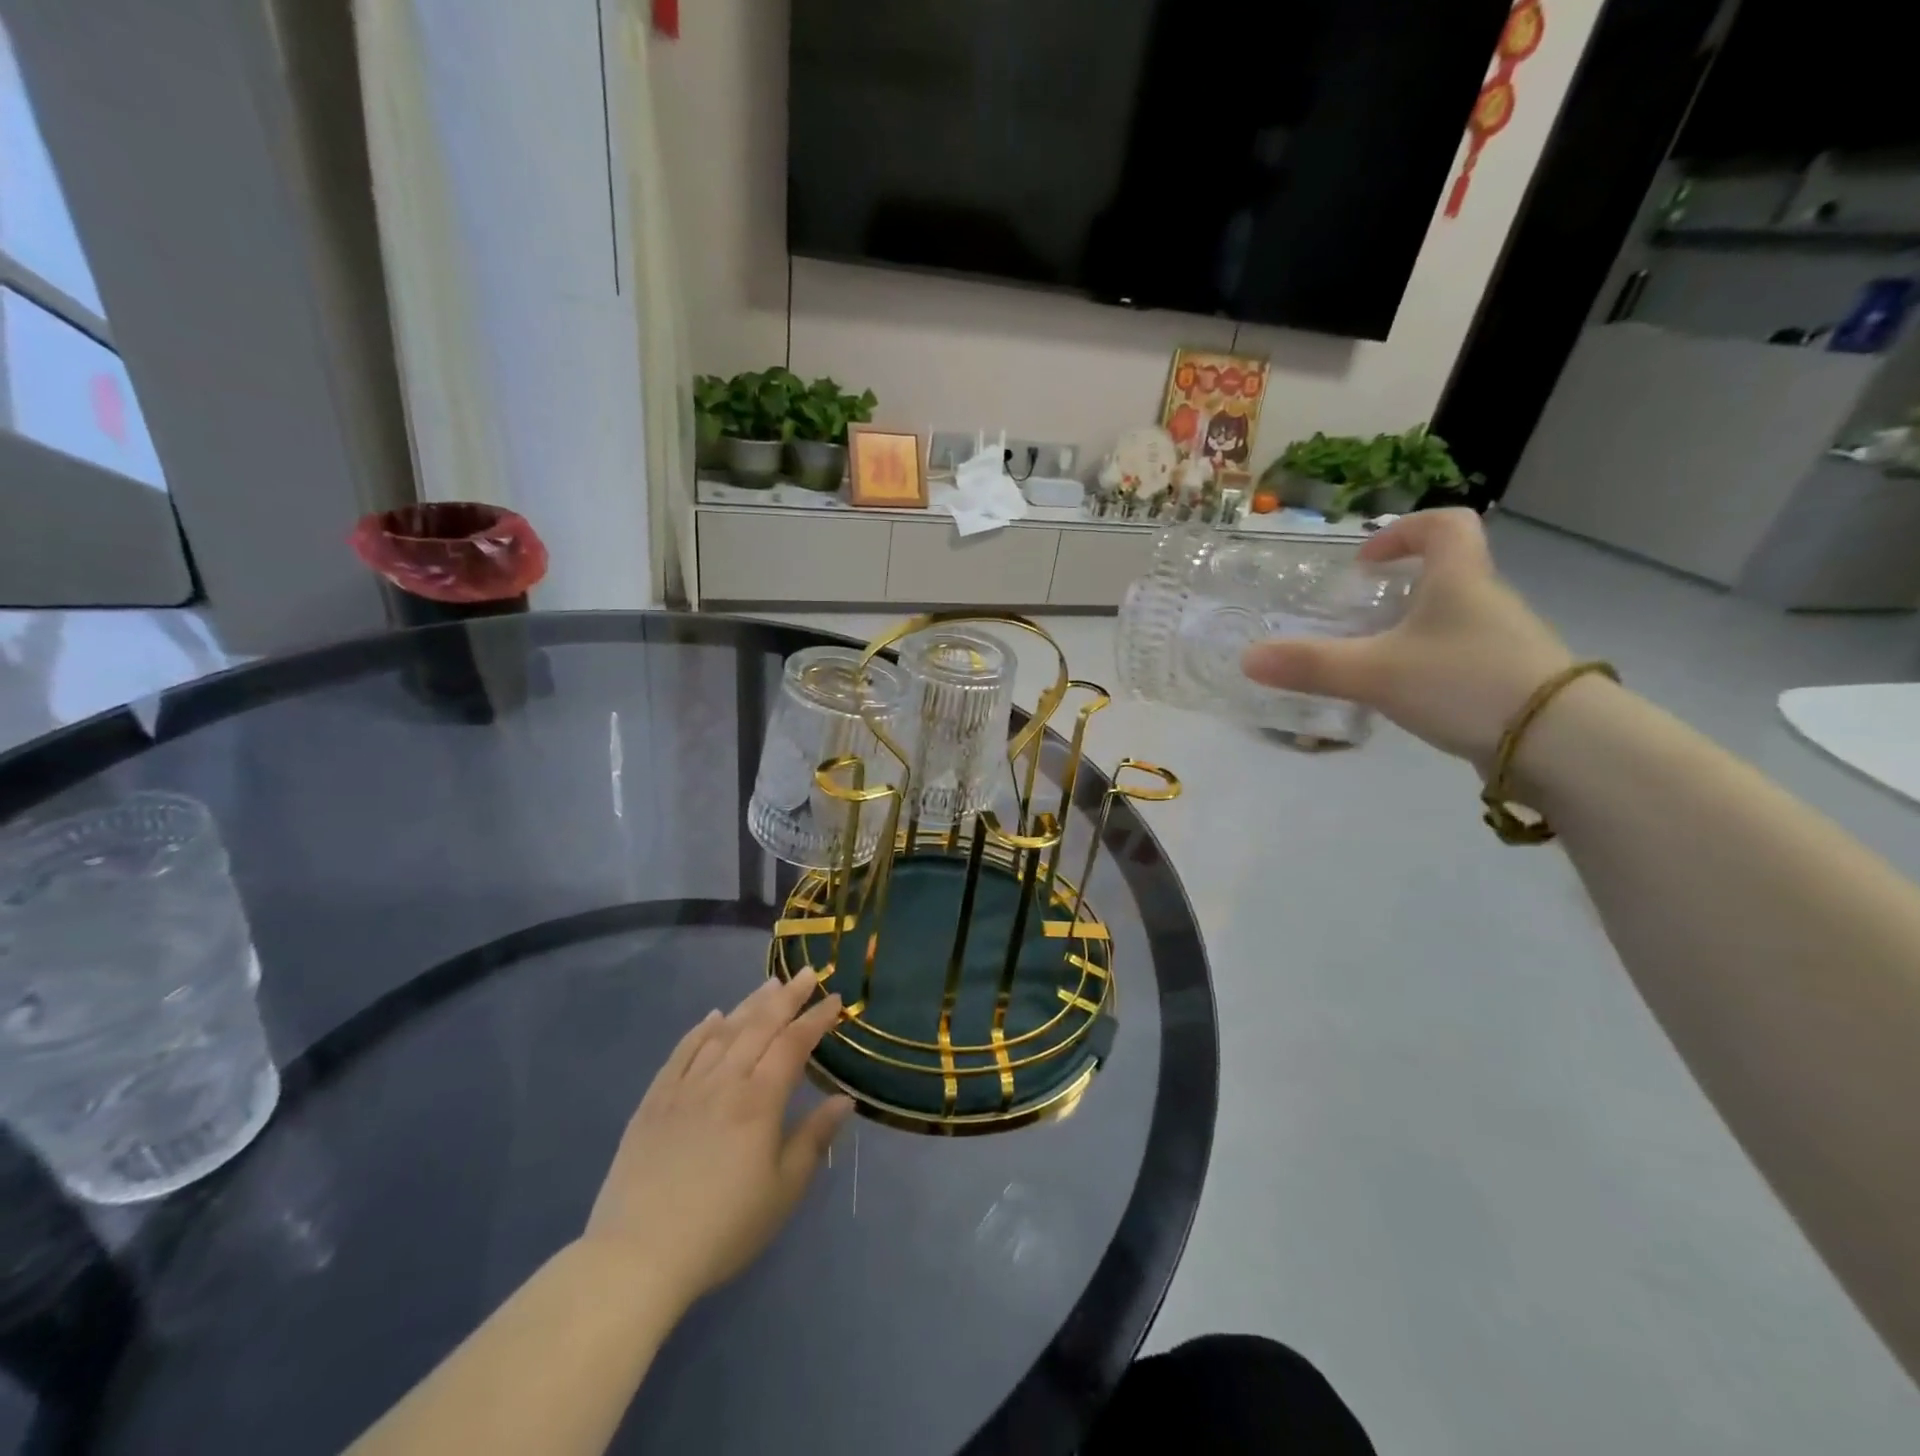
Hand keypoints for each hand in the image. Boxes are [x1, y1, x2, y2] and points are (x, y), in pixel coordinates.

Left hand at [581, 970, 852, 1313]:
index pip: (794, 1044)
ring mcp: (685, 1087)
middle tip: (807, 973)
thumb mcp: (783, 1191)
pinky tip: (712, 1018)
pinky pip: (682, 1052)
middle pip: (760, 1025)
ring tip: (769, 984)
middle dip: (788, 997)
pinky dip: (700, 1030)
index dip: (816, 1018)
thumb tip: (845, 1099)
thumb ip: (814, 1139)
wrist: (637, 1256)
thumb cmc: (723, 1229)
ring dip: (749, 1004)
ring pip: (723, 1032)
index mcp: (759, 1100)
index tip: (835, 999)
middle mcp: (724, 1081)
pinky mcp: (654, 1101)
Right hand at [1241, 508, 1573, 767]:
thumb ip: (1310, 665)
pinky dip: (1429, 666)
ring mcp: (1504, 642)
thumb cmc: (1465, 683)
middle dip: (1399, 588)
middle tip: (1357, 615)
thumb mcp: (1375, 672)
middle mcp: (1487, 601)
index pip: (1444, 525)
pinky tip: (1405, 697)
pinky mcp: (1509, 681)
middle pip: (1447, 574)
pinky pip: (1460, 658)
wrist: (1560, 743)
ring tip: (1371, 661)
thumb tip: (1248, 658)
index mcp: (1460, 579)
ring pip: (1452, 620)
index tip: (1367, 562)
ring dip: (1412, 630)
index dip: (1403, 532)